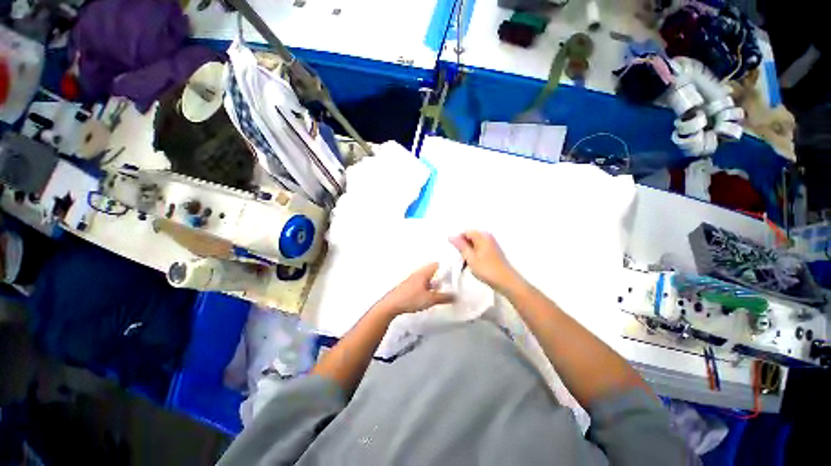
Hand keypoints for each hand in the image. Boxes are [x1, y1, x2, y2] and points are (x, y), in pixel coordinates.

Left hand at [375, 263, 454, 316]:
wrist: (391, 305)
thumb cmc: (409, 299)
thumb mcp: (431, 299)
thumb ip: (444, 297)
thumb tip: (454, 296)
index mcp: (423, 273)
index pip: (437, 265)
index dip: (446, 268)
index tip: (453, 275)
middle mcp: (418, 274)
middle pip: (432, 271)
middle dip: (441, 277)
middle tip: (447, 284)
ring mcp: (412, 280)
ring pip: (427, 278)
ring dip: (433, 283)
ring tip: (438, 292)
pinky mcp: (408, 287)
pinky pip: (421, 284)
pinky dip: (427, 288)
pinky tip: (427, 297)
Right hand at [450, 231, 518, 291]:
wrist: (506, 281)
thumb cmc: (486, 269)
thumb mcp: (470, 257)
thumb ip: (460, 246)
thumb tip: (451, 236)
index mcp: (482, 236)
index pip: (465, 232)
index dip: (458, 241)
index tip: (456, 253)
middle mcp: (488, 236)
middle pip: (470, 237)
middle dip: (464, 247)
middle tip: (461, 259)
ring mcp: (492, 244)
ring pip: (474, 244)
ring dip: (469, 252)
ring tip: (467, 264)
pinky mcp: (494, 251)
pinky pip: (480, 249)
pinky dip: (475, 255)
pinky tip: (474, 264)